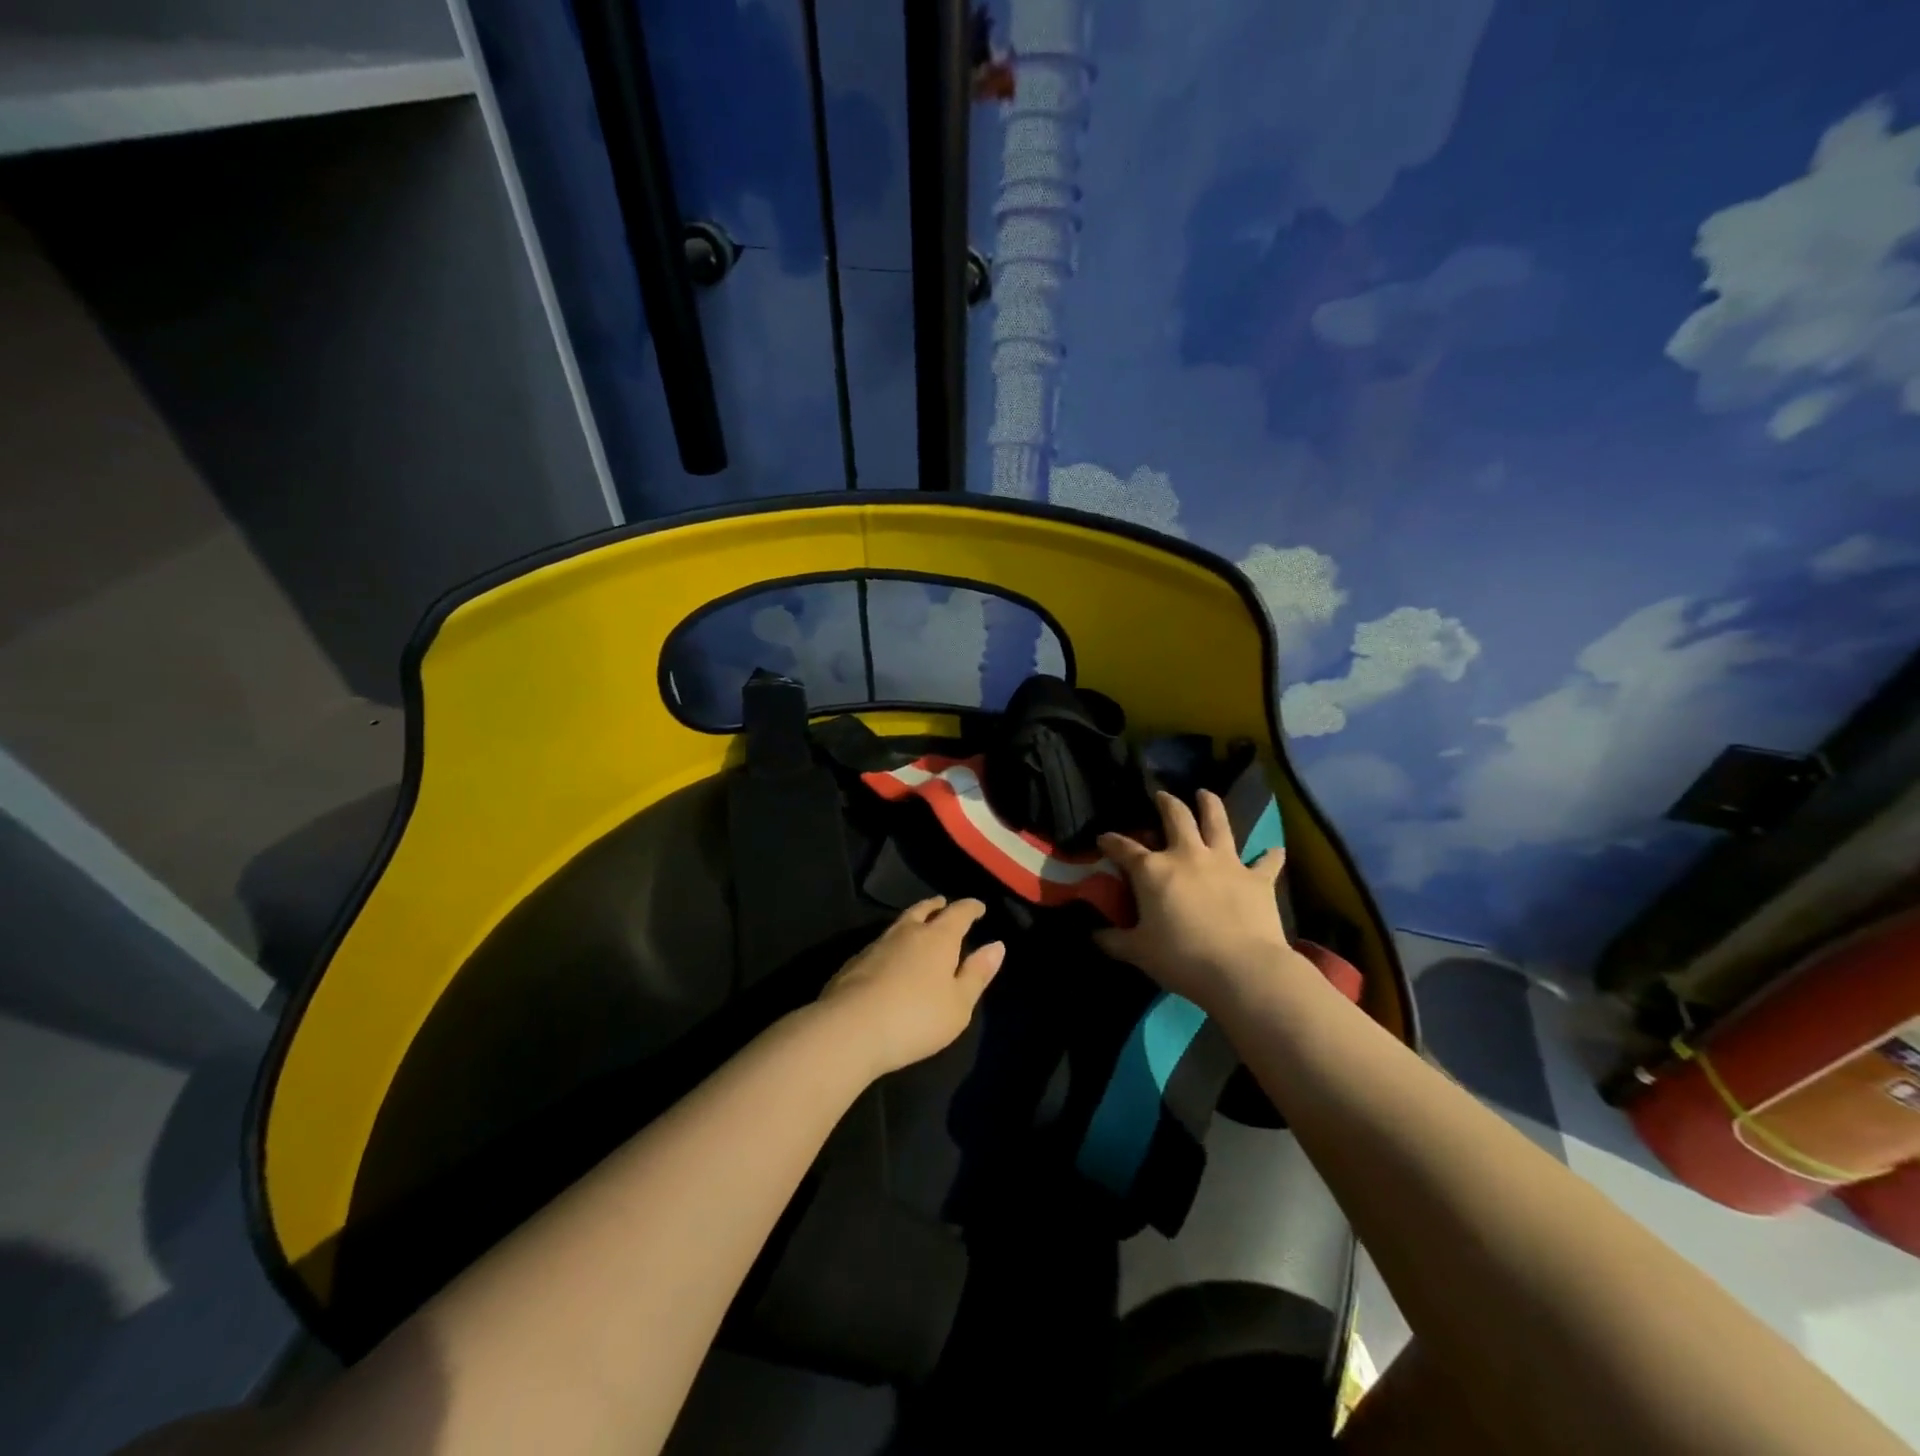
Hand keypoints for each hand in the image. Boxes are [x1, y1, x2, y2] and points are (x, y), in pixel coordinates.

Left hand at [818, 898, 1004, 1077]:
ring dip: (913, 919)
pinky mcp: (855, 961)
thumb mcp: (958, 1004)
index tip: (979, 907)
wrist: (850, 1029)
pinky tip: (890, 954)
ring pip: (900, 923)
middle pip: (924, 910)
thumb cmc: (915, 1018)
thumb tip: (997, 945)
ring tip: (919, 923)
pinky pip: (881, 941)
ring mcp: (877, 944)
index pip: (959, 913)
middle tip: (943, 903)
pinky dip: (893, 941)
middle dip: (937, 906)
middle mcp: (908, 932)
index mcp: (938, 938)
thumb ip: (977, 973)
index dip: (971, 908)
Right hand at [1095, 790, 1306, 1013]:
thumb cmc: (1181, 959)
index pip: (1124, 848)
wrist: (1241, 969)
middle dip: (1167, 803)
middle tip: (1163, 796)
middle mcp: (1188, 855)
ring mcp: (1226, 863)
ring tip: (1206, 794)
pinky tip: (1273, 850)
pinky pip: (1266, 861)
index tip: (1103, 838)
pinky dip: (1270, 855)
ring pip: (1218, 823)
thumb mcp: (1138, 952)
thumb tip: (1094, 936)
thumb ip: (1114, 941)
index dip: (1111, 841)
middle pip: (1176, 818)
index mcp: (1153, 871)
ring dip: (1211, 805)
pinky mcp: (1257, 878)